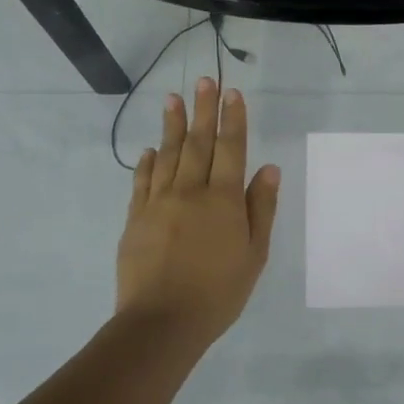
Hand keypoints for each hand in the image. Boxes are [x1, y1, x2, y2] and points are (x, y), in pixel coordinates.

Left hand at [117, 77, 280, 339]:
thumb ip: (260, 209)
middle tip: (204, 80)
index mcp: (223, 200)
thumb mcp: (254, 255)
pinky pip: (142, 181)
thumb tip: (268, 169)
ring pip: (167, 155)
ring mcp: (159, 203)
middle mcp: (190, 192)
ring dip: (171, 125)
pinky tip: (150, 149)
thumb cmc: (218, 292)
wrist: (162, 323)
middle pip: (197, 142)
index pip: (230, 149)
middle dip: (202, 109)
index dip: (232, 119)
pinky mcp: (136, 218)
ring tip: (172, 98)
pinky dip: (147, 162)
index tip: (232, 93)